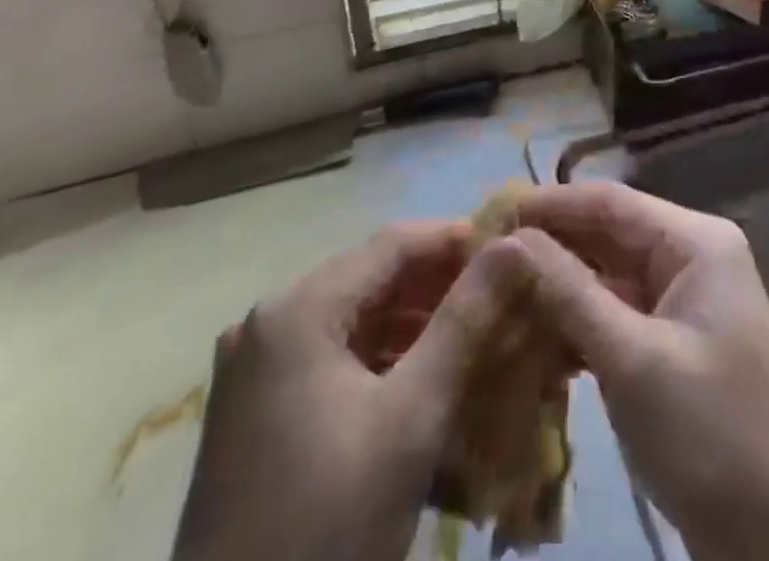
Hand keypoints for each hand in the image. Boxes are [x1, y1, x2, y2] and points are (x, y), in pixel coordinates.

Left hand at [172, 220, 505, 560]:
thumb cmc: (327, 528)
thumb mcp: (411, 419)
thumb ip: (465, 321)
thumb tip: (513, 245)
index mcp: (297, 310)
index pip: (392, 244)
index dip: (455, 239)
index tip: (511, 251)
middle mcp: (269, 322)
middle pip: (372, 280)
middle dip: (439, 287)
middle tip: (503, 299)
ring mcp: (256, 369)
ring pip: (354, 321)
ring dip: (414, 326)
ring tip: (478, 339)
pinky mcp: (255, 412)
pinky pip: (332, 361)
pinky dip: (381, 363)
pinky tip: (426, 384)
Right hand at [505, 183, 768, 560]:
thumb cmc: (714, 436)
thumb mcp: (635, 361)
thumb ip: (570, 293)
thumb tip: (509, 239)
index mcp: (695, 242)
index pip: (610, 202)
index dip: (549, 204)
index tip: (489, 215)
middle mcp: (690, 257)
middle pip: (607, 235)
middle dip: (549, 246)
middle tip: (482, 257)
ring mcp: (682, 301)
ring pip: (607, 276)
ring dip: (557, 287)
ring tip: (495, 293)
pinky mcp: (672, 344)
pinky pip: (615, 315)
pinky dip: (576, 324)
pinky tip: (529, 337)